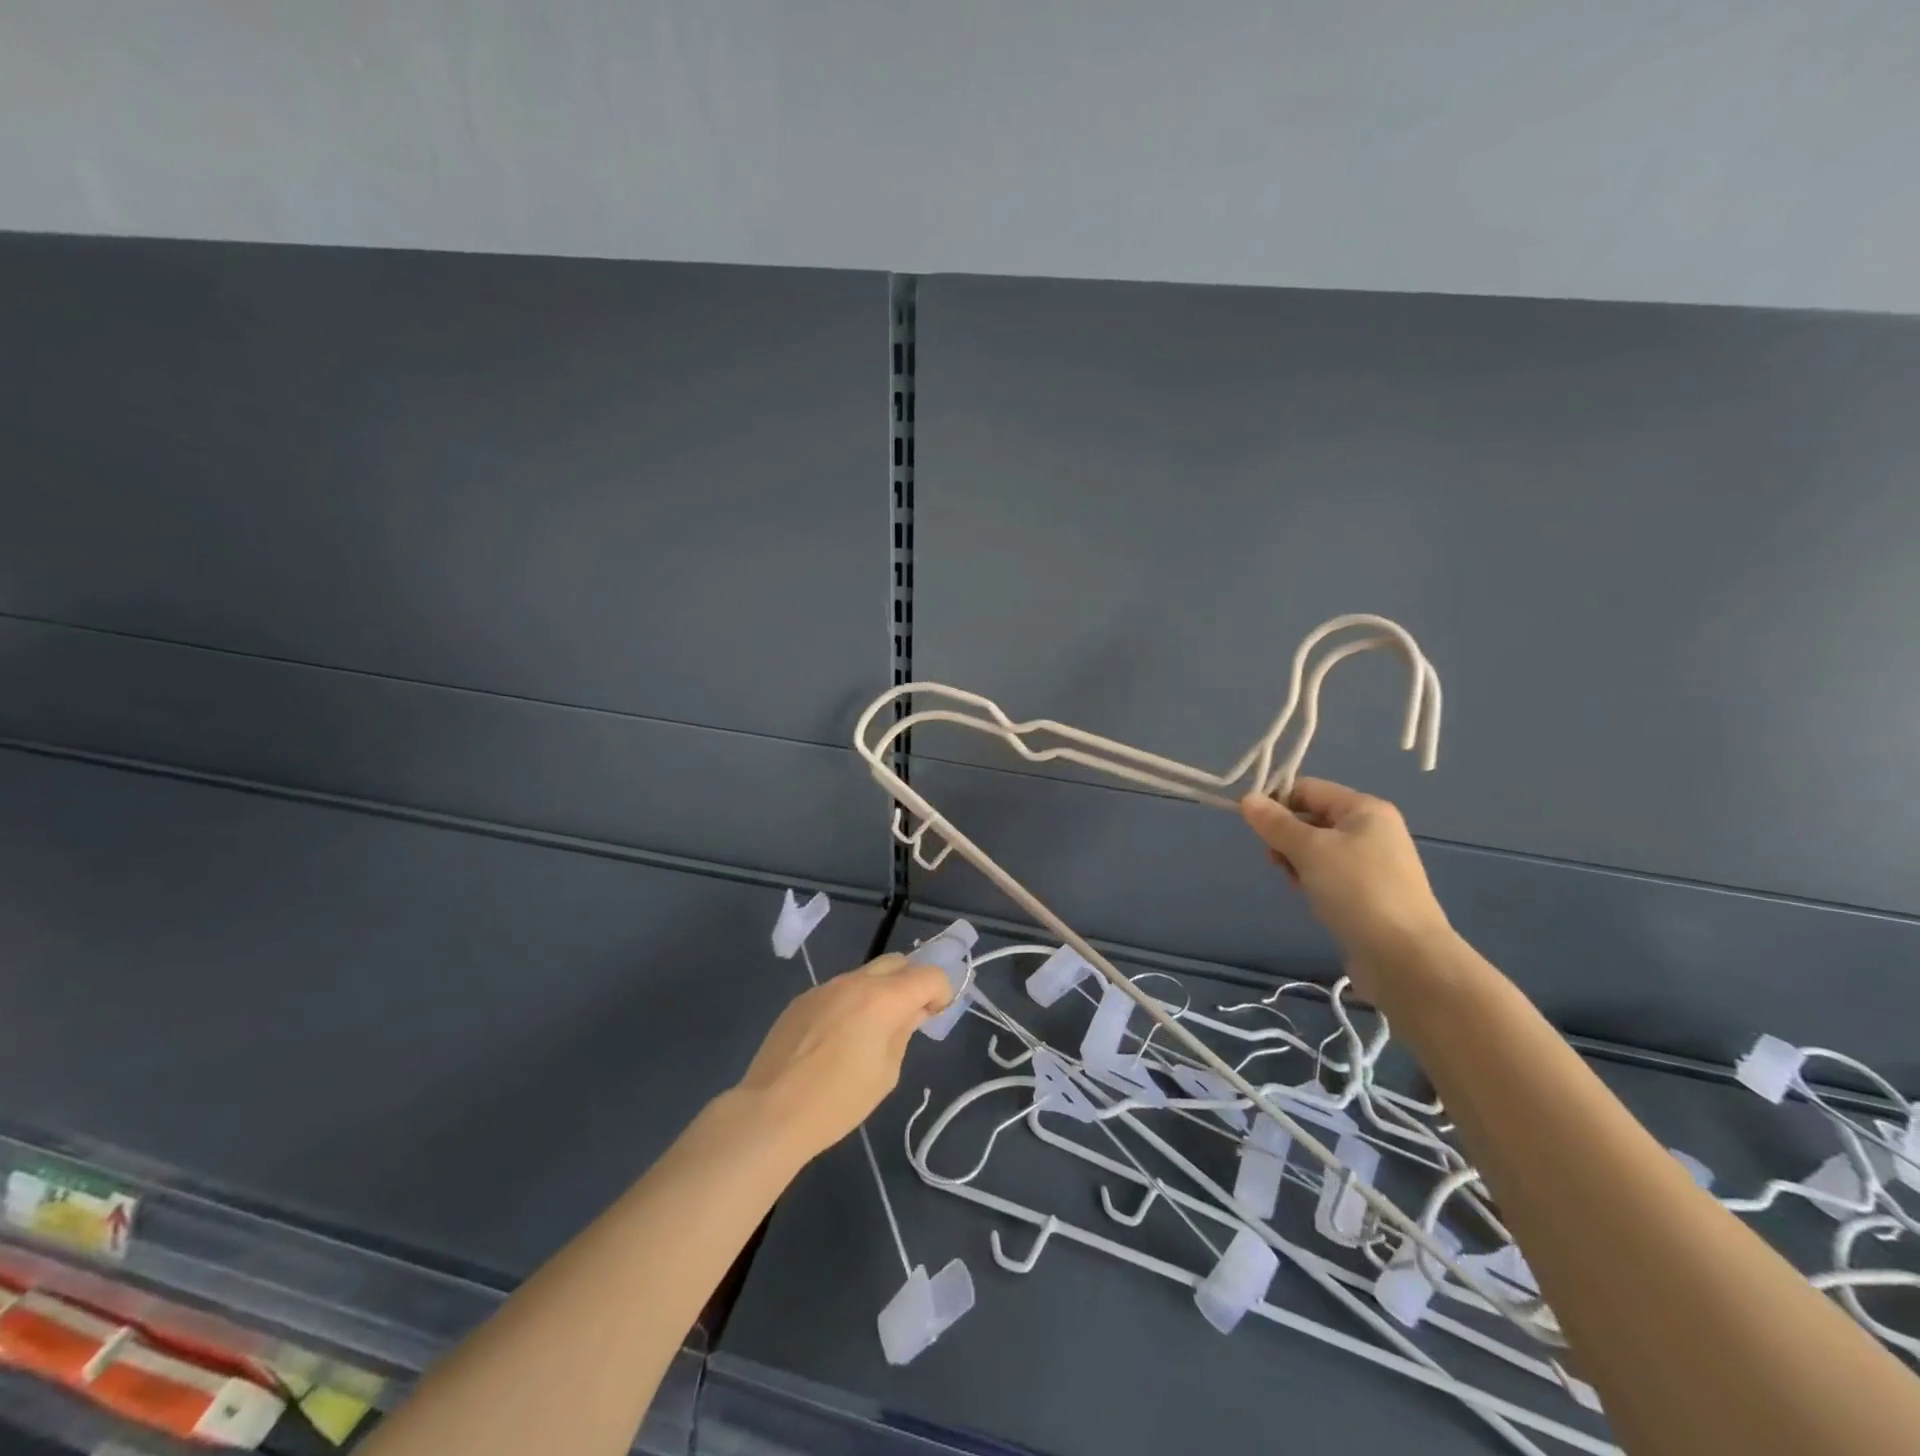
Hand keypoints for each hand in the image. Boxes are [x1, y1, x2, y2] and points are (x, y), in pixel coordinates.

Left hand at [736, 954, 953, 1159]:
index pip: (928, 974)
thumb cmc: (838, 1101)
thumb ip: (903, 1033)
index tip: (934, 1016)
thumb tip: (911, 1012)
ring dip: (878, 992)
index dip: (941, 992)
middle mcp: (855, 982)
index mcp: (883, 999)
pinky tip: (835, 1039)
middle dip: (911, 982)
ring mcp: (825, 987)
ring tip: (868, 1032)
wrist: (771, 1112)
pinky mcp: (802, 999)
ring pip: (864, 975)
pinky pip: (838, 990)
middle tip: (908, 1017)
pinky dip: (850, 1003)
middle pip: (897, 962)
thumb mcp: (886, 1073)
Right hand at [1241, 777, 1452, 992]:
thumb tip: (1247, 798)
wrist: (1404, 957)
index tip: (1252, 827)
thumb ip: (1275, 823)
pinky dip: (1313, 879)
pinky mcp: (1370, 892)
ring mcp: (1373, 862)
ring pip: (1318, 848)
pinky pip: (1330, 873)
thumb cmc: (1356, 890)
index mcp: (1364, 809)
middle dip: (1286, 835)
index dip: (1276, 802)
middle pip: (1312, 817)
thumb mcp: (1309, 850)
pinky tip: (1309, 896)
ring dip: (1297, 860)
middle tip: (1275, 860)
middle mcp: (1372, 829)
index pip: (1307, 789)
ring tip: (1294, 882)